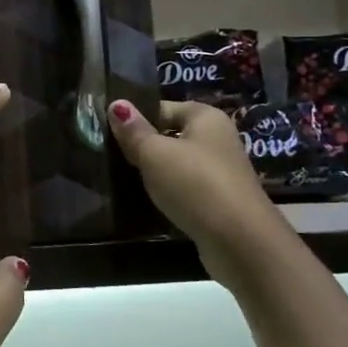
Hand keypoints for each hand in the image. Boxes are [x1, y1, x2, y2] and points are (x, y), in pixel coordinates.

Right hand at [106, 98, 288, 279]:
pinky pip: (185, 188)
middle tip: (109, 156)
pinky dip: (168, 193)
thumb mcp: (155, 153)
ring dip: (154, 172)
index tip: (107, 132)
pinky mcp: (218, 201)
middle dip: (143, 146)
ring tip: (122, 179)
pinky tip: (147, 201)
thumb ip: (133, 130)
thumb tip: (116, 104)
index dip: (135, 118)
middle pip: (170, 135)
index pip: (162, 107)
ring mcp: (220, 172)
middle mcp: (217, 139)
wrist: (240, 242)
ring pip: (176, 164)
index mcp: (205, 117)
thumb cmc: (195, 184)